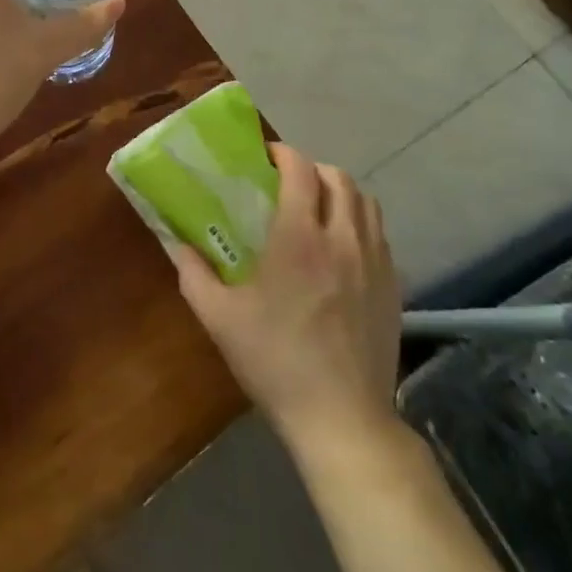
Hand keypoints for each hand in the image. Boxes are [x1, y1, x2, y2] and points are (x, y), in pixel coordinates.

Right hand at [171, 143, 399, 450]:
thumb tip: (177, 244)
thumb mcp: (219, 319)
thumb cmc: (276, 362)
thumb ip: (193, 274)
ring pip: (366, 202)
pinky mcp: (393, 285)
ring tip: (318, 207)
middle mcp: (343, 238)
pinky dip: (360, 222)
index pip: (301, 171)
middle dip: (313, 169)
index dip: (284, 154)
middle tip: (289, 182)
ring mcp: (375, 261)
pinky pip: (380, 234)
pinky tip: (342, 248)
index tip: (267, 156)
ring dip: (341, 192)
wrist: (342, 418)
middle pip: (339, 178)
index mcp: (300, 238)